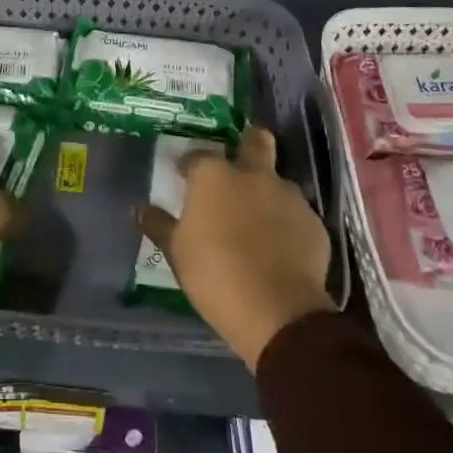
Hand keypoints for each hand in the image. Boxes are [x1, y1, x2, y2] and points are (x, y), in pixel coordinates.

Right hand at [136, 126, 335, 370]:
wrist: (278, 312)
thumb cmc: (215, 275)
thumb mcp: (176, 252)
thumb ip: (158, 225)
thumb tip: (137, 208)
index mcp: (214, 176)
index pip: (197, 156)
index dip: (189, 166)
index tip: (184, 178)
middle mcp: (254, 175)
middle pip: (256, 140)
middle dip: (247, 143)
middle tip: (237, 165)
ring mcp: (289, 197)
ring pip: (278, 180)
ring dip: (267, 191)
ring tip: (258, 220)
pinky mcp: (315, 224)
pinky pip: (296, 214)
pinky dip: (287, 223)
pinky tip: (280, 246)